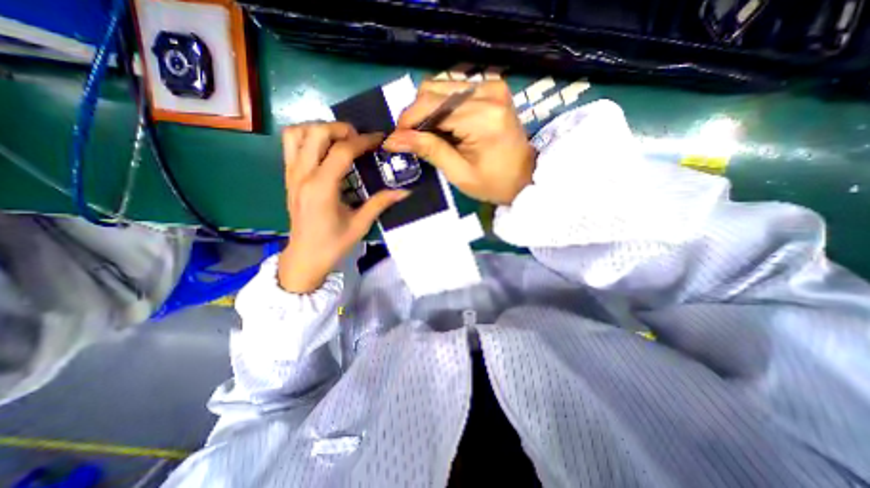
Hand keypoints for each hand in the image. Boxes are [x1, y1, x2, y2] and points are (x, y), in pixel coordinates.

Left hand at [282, 123, 411, 293]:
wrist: (305, 257)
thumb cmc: (333, 244)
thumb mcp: (360, 225)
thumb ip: (380, 203)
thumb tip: (404, 192)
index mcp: (322, 188)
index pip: (342, 151)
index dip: (363, 141)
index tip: (379, 140)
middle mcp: (302, 175)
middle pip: (316, 132)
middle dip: (341, 129)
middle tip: (359, 139)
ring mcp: (291, 174)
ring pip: (297, 133)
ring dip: (320, 129)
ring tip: (340, 140)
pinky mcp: (288, 176)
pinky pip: (291, 144)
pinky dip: (307, 137)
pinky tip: (325, 150)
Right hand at [381, 78, 534, 203]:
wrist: (526, 177)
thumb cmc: (493, 183)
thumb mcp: (458, 173)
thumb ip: (428, 150)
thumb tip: (393, 139)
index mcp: (482, 116)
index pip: (431, 106)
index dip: (407, 121)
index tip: (395, 139)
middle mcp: (488, 91)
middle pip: (433, 89)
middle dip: (417, 115)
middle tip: (414, 139)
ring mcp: (492, 85)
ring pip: (442, 86)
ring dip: (429, 109)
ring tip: (430, 134)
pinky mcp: (493, 87)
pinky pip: (455, 88)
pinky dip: (443, 106)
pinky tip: (446, 125)